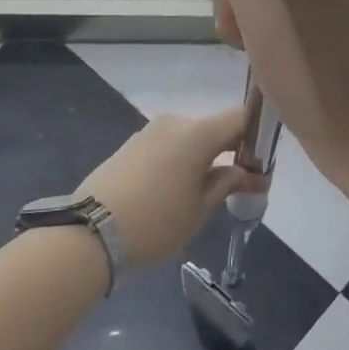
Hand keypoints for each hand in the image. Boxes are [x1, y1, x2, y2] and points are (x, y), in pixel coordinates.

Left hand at [78, 107, 265, 267]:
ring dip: (205, 156)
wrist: (89, 232)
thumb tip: (249, 173)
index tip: (259, 165)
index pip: (241, 117)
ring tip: (205, 191)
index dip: (256, 137)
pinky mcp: (131, 145)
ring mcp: (150, 131)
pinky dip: (182, 159)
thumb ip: (228, 183)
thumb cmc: (156, 221)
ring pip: (191, 137)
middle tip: (239, 184)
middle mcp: (175, 122)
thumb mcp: (200, 208)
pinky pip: (169, 145)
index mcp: (198, 132)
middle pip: (215, 127)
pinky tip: (177, 189)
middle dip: (231, 150)